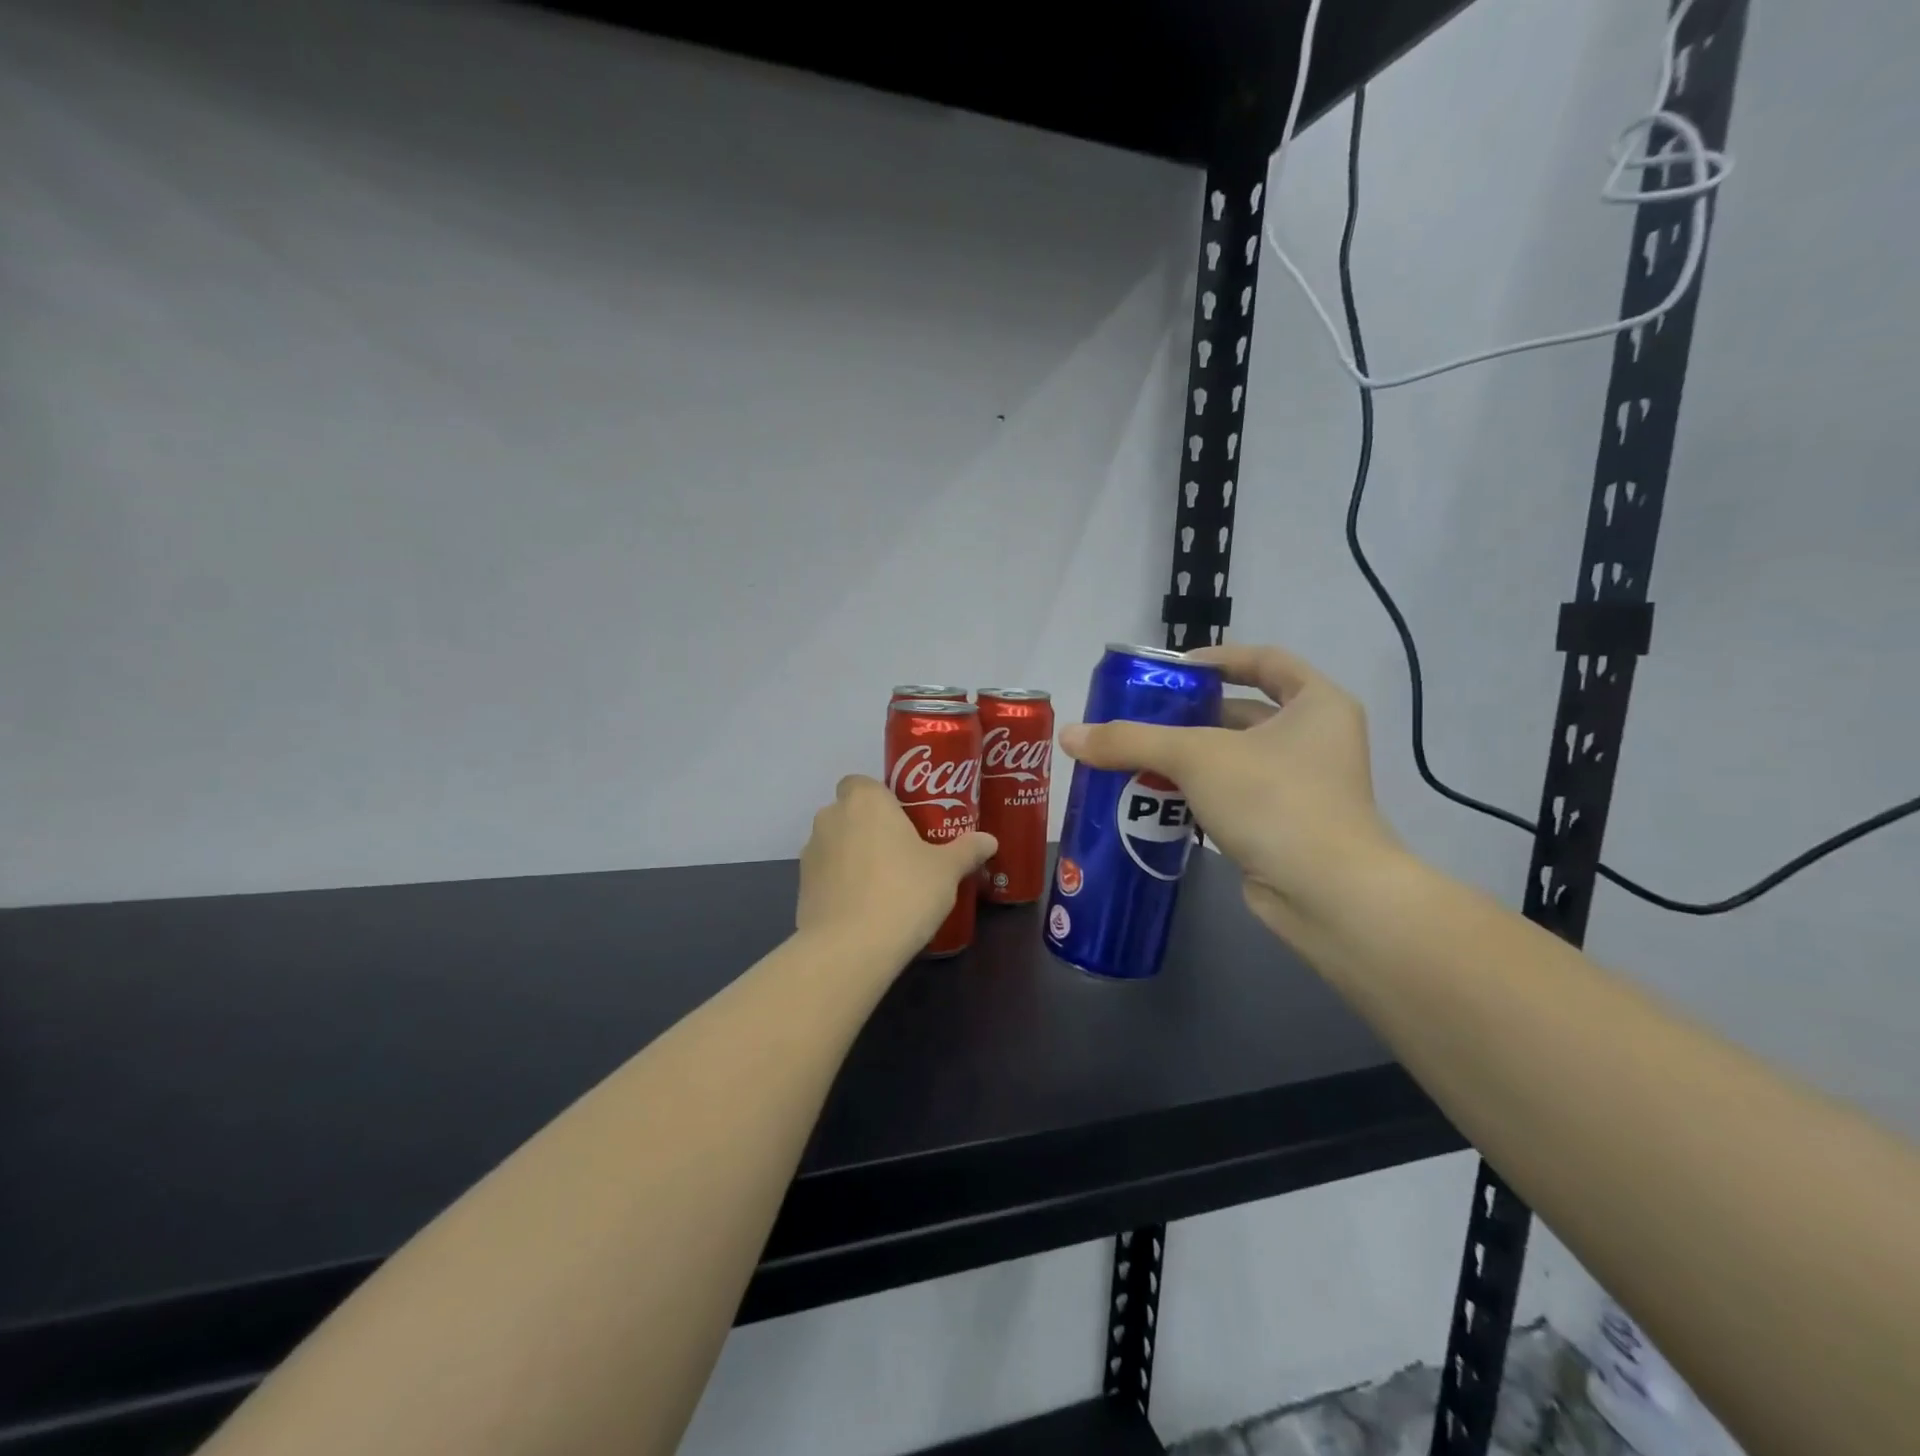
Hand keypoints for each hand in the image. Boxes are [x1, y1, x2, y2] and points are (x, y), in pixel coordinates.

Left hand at [797, 775, 997, 958]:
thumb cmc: (904, 892)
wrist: (850, 949)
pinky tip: (867, 909)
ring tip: (886, 885)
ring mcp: (811, 854)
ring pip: (837, 844)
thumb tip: (989, 840)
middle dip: (871, 828)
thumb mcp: (946, 871)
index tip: (905, 820)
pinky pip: (827, 875)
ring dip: (855, 856)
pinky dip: (842, 884)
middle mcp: (831, 818)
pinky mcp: (801, 888)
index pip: (862, 782)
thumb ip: (967, 850)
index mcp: (865, 801)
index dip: (881, 798)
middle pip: (850, 813)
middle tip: (903, 853)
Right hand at [1059, 644, 1398, 943]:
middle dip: (1189, 715)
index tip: (1172, 670)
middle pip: (1242, 712)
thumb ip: (1131, 740)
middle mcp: (1315, 740)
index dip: (1218, 658)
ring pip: (1233, 758)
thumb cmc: (1274, 800)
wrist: (1325, 894)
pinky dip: (1196, 794)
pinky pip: (1232, 796)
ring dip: (1187, 758)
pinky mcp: (1284, 825)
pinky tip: (1154, 798)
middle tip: (1139, 718)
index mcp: (1316, 704)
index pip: (1265, 660)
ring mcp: (1303, 786)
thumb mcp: (1197, 757)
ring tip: (1134, 757)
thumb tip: (1069, 735)